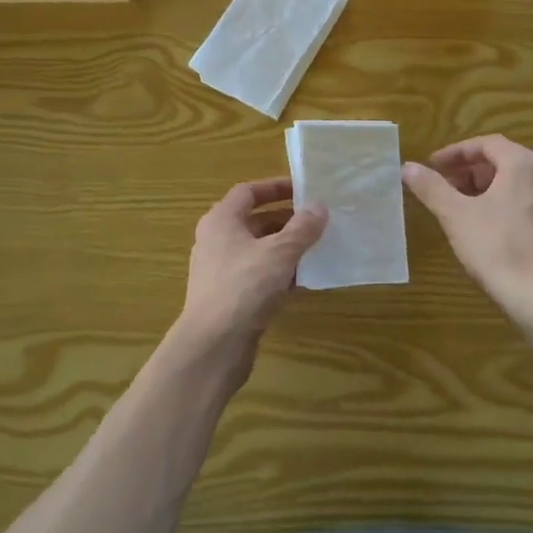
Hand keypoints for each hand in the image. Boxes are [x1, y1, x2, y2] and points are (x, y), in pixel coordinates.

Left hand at [173, 179, 326, 382]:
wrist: (213, 345)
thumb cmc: (244, 287)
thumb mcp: (279, 253)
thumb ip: (301, 228)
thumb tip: (319, 206)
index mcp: (221, 220)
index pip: (248, 192)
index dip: (275, 187)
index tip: (304, 189)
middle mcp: (216, 241)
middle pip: (254, 221)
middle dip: (286, 220)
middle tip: (317, 220)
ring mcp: (221, 271)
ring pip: (258, 250)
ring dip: (285, 248)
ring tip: (317, 248)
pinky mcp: (229, 297)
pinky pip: (258, 275)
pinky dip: (279, 273)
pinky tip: (304, 281)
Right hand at [404, 135, 532, 329]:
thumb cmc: (499, 249)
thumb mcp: (456, 216)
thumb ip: (431, 188)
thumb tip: (408, 167)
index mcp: (524, 165)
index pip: (488, 144)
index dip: (457, 152)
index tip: (434, 166)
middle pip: (506, 163)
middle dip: (473, 173)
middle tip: (446, 189)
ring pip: (521, 187)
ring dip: (491, 191)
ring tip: (466, 211)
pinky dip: (510, 210)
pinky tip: (495, 234)